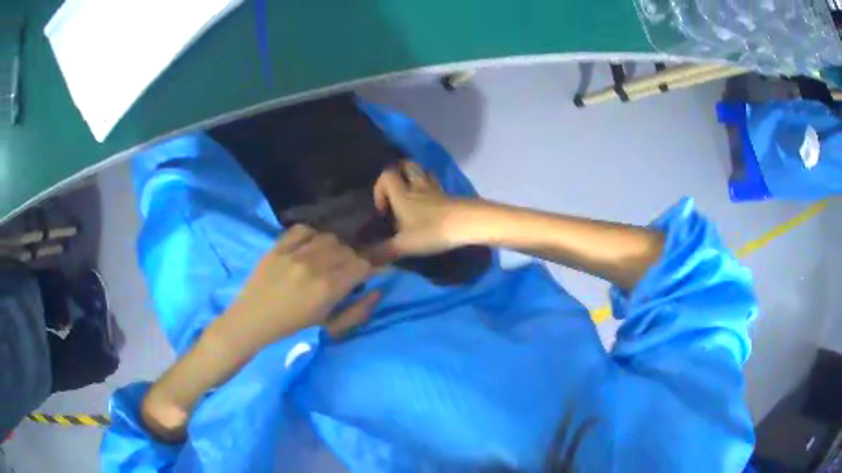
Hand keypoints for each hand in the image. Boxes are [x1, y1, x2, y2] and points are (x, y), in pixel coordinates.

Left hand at [223, 225, 377, 348]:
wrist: (253, 320)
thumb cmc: (293, 328)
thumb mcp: (330, 327)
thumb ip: (358, 310)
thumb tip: (377, 290)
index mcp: (328, 289)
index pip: (362, 264)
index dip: (367, 268)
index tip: (362, 275)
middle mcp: (314, 266)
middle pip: (347, 248)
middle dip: (351, 259)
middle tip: (343, 270)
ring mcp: (294, 253)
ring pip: (328, 237)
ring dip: (333, 247)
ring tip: (325, 258)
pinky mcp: (278, 246)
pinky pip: (303, 229)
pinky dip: (311, 235)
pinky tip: (308, 247)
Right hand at [370, 161, 467, 262]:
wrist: (469, 223)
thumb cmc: (433, 231)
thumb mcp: (404, 245)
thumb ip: (382, 252)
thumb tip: (362, 259)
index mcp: (402, 194)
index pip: (386, 175)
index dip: (379, 188)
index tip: (383, 209)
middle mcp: (418, 187)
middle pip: (407, 165)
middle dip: (399, 174)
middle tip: (396, 194)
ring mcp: (436, 190)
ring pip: (423, 173)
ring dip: (416, 179)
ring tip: (413, 197)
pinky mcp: (449, 196)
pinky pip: (436, 186)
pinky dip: (431, 190)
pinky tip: (431, 205)